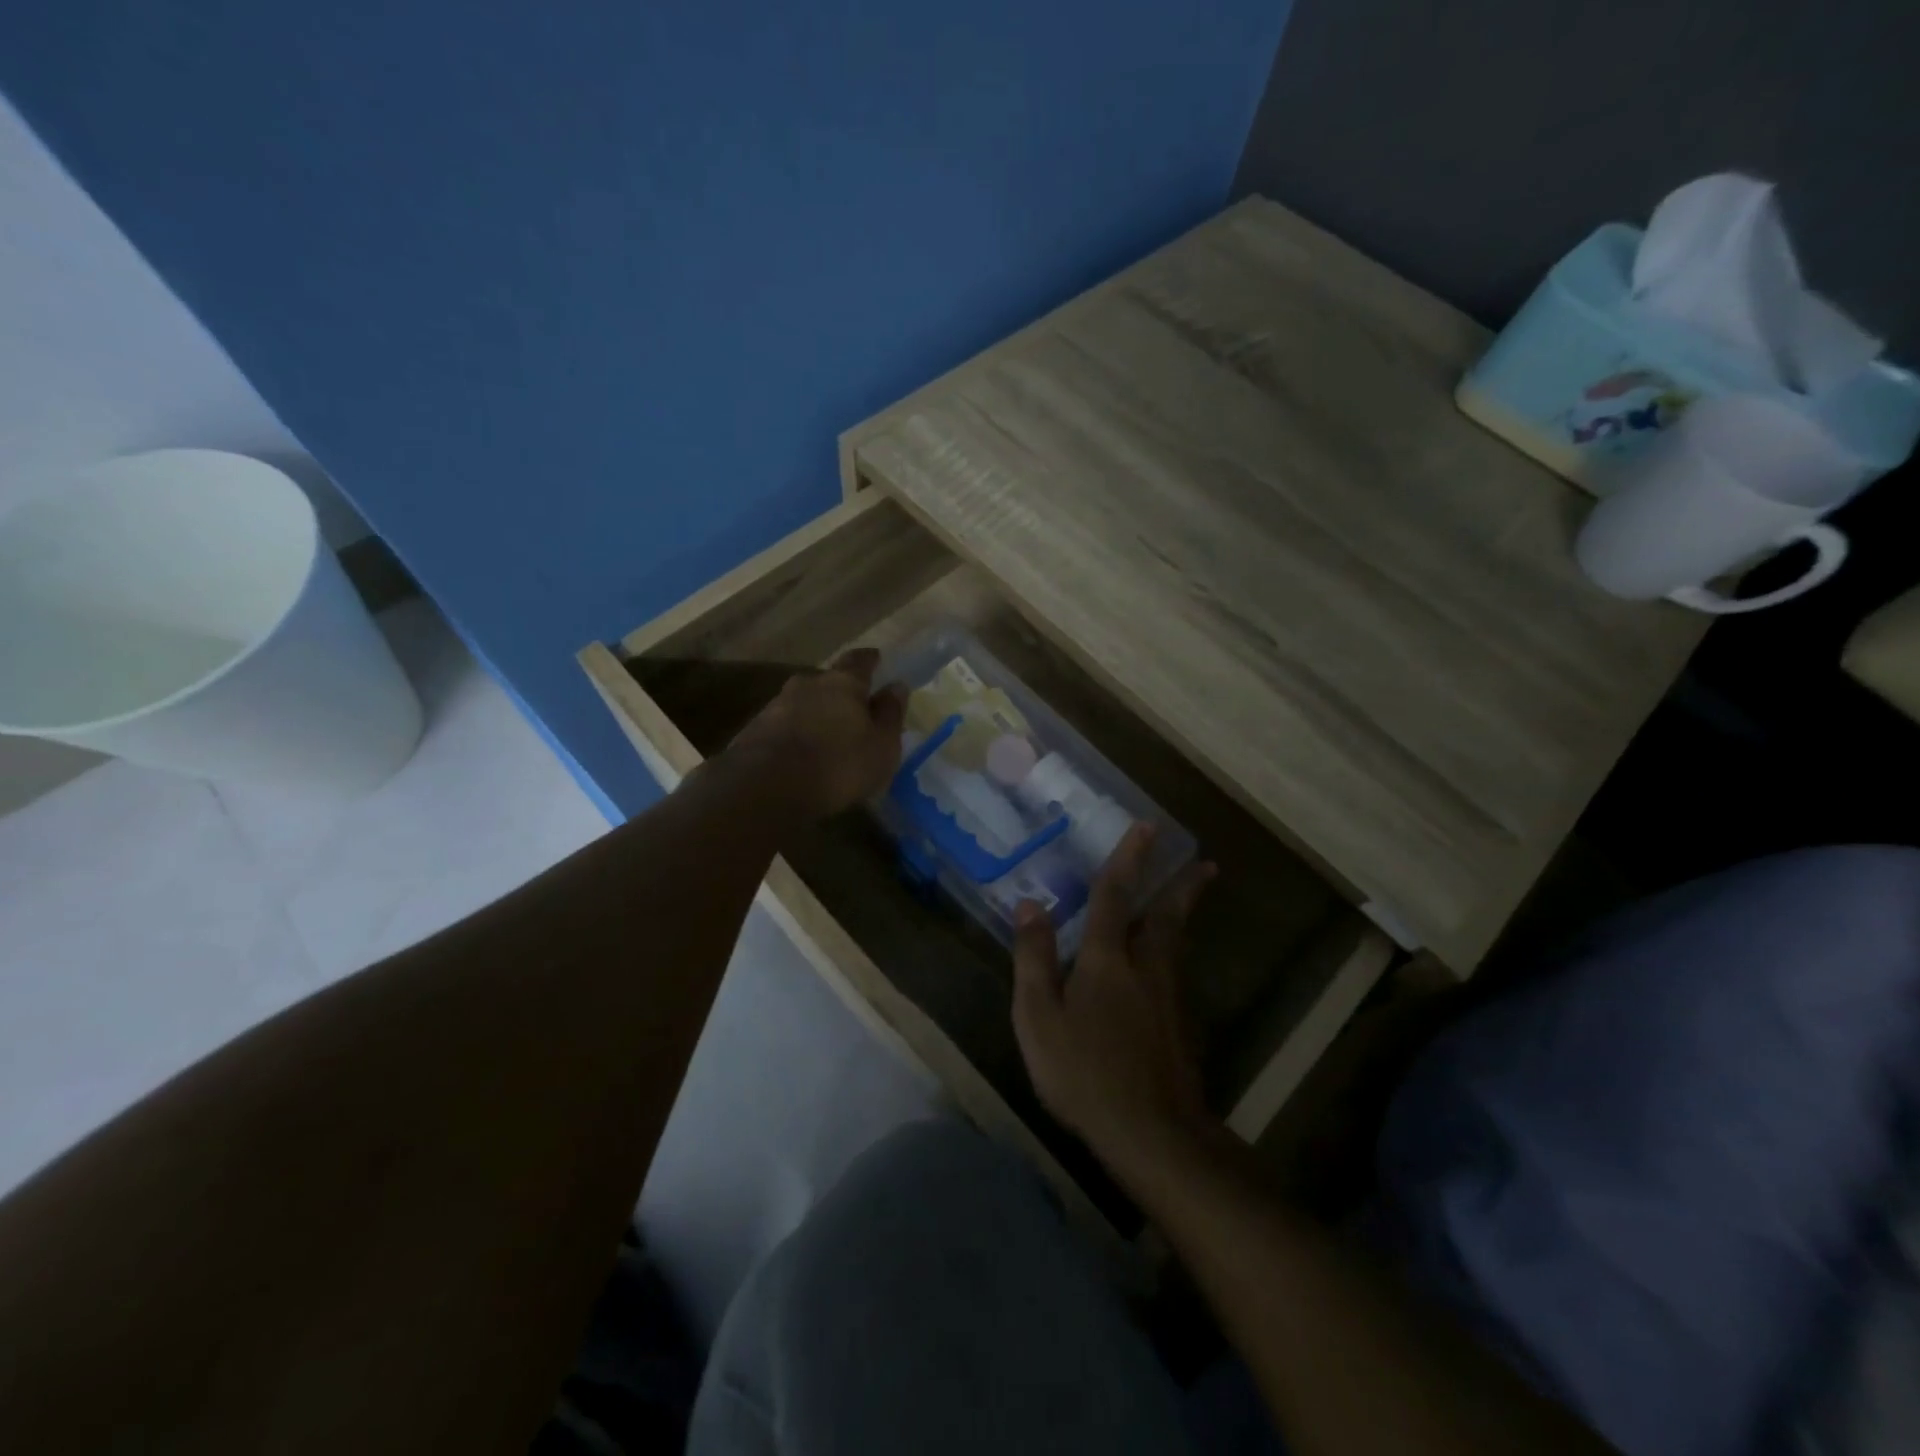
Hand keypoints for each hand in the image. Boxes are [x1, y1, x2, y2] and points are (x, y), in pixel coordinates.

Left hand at [725, 648, 906, 818]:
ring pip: (802, 703)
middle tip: (851, 706)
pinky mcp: (754, 731)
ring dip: (814, 713)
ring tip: (825, 734)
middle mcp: (807, 685)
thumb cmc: (839, 764)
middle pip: (826, 681)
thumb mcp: (881, 745)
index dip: (869, 660)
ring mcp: (776, 706)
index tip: (876, 657)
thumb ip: (890, 714)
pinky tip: (799, 753)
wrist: (767, 787)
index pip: (859, 661)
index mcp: (843, 683)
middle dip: (838, 691)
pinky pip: (782, 726)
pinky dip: (794, 734)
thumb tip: (896, 685)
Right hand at [1011, 824, 1215, 1175]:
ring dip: (1184, 914)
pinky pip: (1176, 972)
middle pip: (1166, 916)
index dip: (1128, 859)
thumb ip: (1033, 959)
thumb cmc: (1084, 1072)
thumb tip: (1030, 905)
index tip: (1147, 827)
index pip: (1115, 895)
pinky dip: (1176, 951)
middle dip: (1182, 886)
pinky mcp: (1181, 1027)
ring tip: (1191, 897)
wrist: (1152, 1133)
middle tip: (1205, 863)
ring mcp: (1169, 998)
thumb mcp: (1039, 1017)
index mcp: (1107, 959)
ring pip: (1177, 943)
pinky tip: (1168, 964)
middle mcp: (1145, 967)